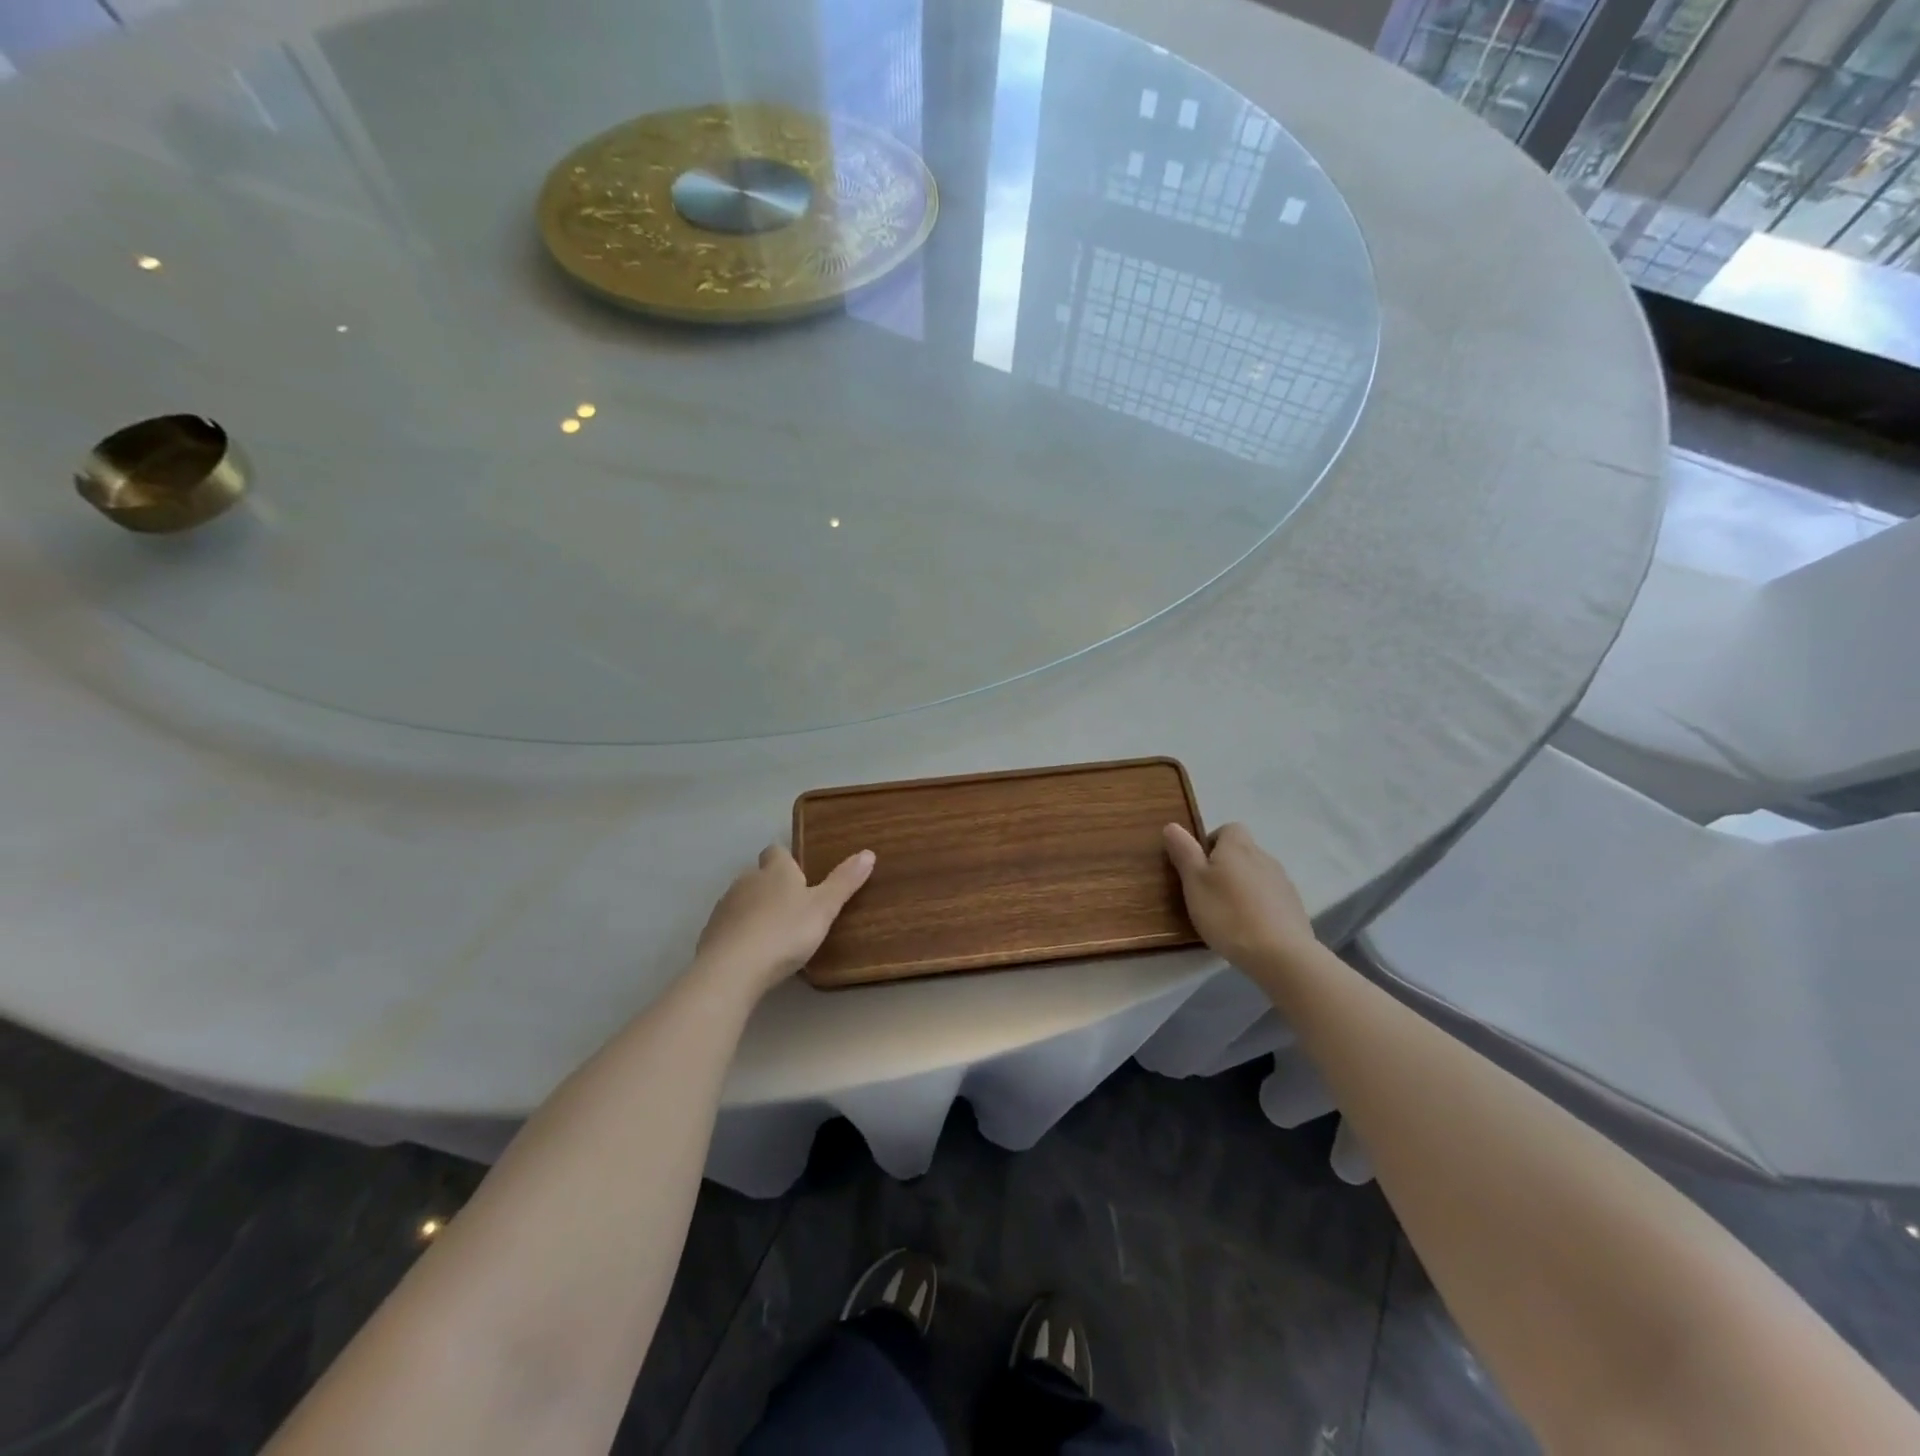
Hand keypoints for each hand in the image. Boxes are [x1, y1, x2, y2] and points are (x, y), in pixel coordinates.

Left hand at [695, 844, 875, 995]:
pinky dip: (739, 933)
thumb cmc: (785, 932)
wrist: (732, 969)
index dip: (786, 860)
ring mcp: (724, 907)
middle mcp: (747, 881)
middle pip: (758, 875)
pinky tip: (751, 953)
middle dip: (771, 887)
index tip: (799, 875)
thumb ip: (844, 882)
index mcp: (775, 871)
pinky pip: (729, 926)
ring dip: (754, 910)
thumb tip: (868, 853)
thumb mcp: (824, 908)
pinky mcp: (710, 933)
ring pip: (741, 900)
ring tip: (772, 933)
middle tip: (792, 909)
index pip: (776, 851)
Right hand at [1164, 822, 1318, 973]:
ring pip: (1255, 876)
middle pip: (1241, 852)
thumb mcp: (1194, 882)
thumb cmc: (1228, 913)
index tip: (1198, 868)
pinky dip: (1258, 906)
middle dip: (1225, 868)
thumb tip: (1172, 826)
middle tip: (1207, 894)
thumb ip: (1184, 851)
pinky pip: (1270, 898)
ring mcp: (1283, 882)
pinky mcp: (1294, 907)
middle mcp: (1263, 857)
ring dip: (1241, 888)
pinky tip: (1248, 929)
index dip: (1211, 843)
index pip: (1227, 829)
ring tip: (1227, 915)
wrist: (1281, 954)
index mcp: (1237, 846)